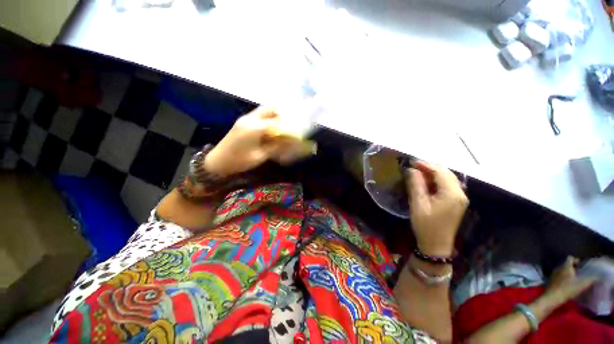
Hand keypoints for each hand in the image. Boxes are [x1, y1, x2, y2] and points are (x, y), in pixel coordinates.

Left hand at [204, 106, 312, 175]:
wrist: (217, 162)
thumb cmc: (239, 161)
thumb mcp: (260, 156)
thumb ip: (276, 147)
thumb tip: (290, 143)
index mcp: (255, 127)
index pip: (277, 122)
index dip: (288, 126)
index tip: (297, 131)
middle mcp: (250, 119)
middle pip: (269, 109)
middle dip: (282, 114)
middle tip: (290, 123)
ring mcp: (244, 119)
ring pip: (263, 110)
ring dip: (274, 115)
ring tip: (282, 125)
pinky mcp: (241, 122)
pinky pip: (258, 116)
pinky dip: (267, 119)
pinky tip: (271, 129)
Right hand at [406, 161, 467, 256]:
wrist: (436, 245)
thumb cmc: (426, 225)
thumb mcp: (418, 204)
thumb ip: (416, 184)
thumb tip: (412, 170)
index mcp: (452, 193)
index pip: (440, 172)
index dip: (426, 165)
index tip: (411, 162)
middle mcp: (460, 193)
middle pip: (446, 173)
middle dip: (430, 168)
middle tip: (413, 167)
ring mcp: (460, 198)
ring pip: (448, 179)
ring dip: (433, 174)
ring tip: (418, 174)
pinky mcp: (457, 202)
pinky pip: (448, 186)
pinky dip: (437, 181)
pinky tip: (427, 183)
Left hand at [544, 256, 595, 305]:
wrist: (552, 297)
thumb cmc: (567, 289)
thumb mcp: (581, 285)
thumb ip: (590, 279)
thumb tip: (598, 276)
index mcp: (565, 266)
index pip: (570, 258)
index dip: (576, 260)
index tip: (582, 266)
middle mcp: (558, 268)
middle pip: (566, 264)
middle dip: (573, 268)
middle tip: (580, 273)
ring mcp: (553, 273)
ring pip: (562, 270)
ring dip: (568, 273)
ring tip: (575, 279)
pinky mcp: (551, 280)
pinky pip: (558, 276)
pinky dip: (563, 278)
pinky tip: (568, 284)